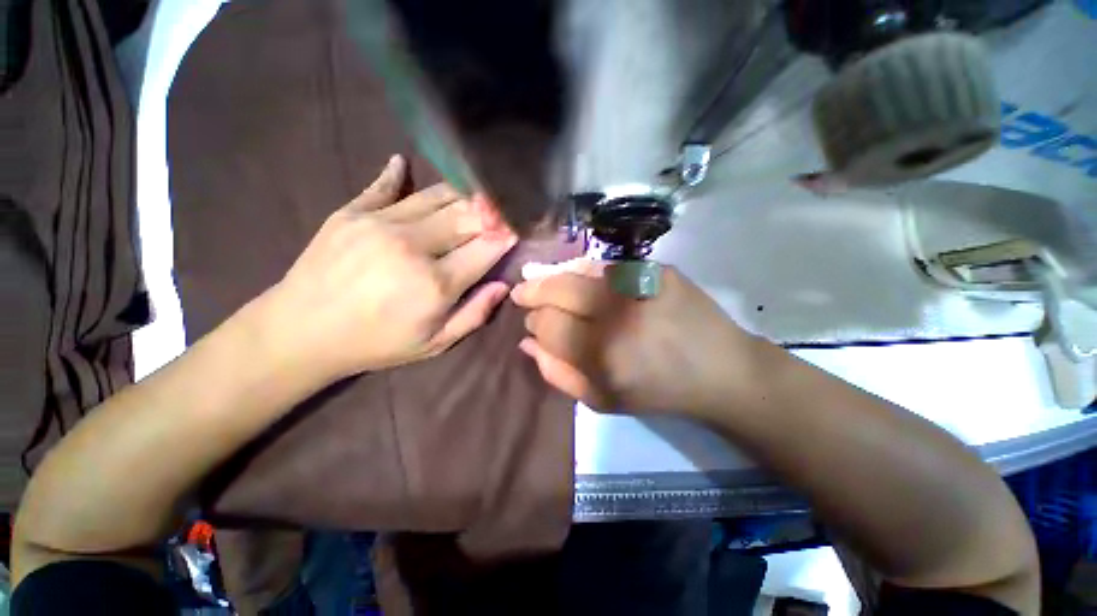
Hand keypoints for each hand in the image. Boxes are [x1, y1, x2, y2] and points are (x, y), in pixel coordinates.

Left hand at [258, 155, 516, 381]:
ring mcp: (379, 223)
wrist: (300, 332)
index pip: (486, 248)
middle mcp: (413, 246)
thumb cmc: (376, 343)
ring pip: (436, 196)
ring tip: (472, 195)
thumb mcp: (434, 344)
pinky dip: (399, 174)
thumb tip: (502, 285)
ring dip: (461, 195)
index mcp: (436, 284)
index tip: (517, 229)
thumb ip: (474, 314)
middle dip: (490, 212)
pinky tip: (405, 164)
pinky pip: (385, 186)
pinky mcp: (351, 212)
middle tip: (501, 210)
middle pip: (466, 216)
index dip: (506, 236)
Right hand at [510, 260, 763, 416]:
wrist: (721, 369)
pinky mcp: (657, 268)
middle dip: (533, 291)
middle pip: (557, 289)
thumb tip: (527, 342)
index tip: (532, 323)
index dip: (534, 322)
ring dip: (554, 277)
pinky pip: (605, 265)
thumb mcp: (602, 400)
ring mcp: (640, 283)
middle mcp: (619, 313)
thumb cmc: (659, 392)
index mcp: (604, 354)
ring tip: (541, 280)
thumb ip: (557, 373)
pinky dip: (584, 271)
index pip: (548, 325)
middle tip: (524, 293)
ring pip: (578, 270)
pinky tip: (577, 277)